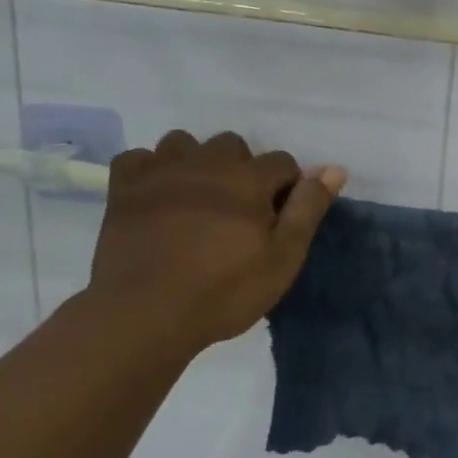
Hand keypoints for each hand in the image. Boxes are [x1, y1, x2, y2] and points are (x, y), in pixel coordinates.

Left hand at [85, 130, 346, 357]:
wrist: (146, 315)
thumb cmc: (224, 291)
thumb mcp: (283, 258)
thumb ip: (308, 208)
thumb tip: (334, 169)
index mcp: (248, 179)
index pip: (282, 162)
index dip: (287, 187)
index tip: (278, 217)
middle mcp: (206, 163)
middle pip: (232, 144)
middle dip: (242, 168)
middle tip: (238, 210)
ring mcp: (160, 173)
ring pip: (184, 143)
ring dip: (195, 162)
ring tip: (196, 198)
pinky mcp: (124, 189)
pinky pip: (137, 158)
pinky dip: (149, 170)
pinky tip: (156, 194)